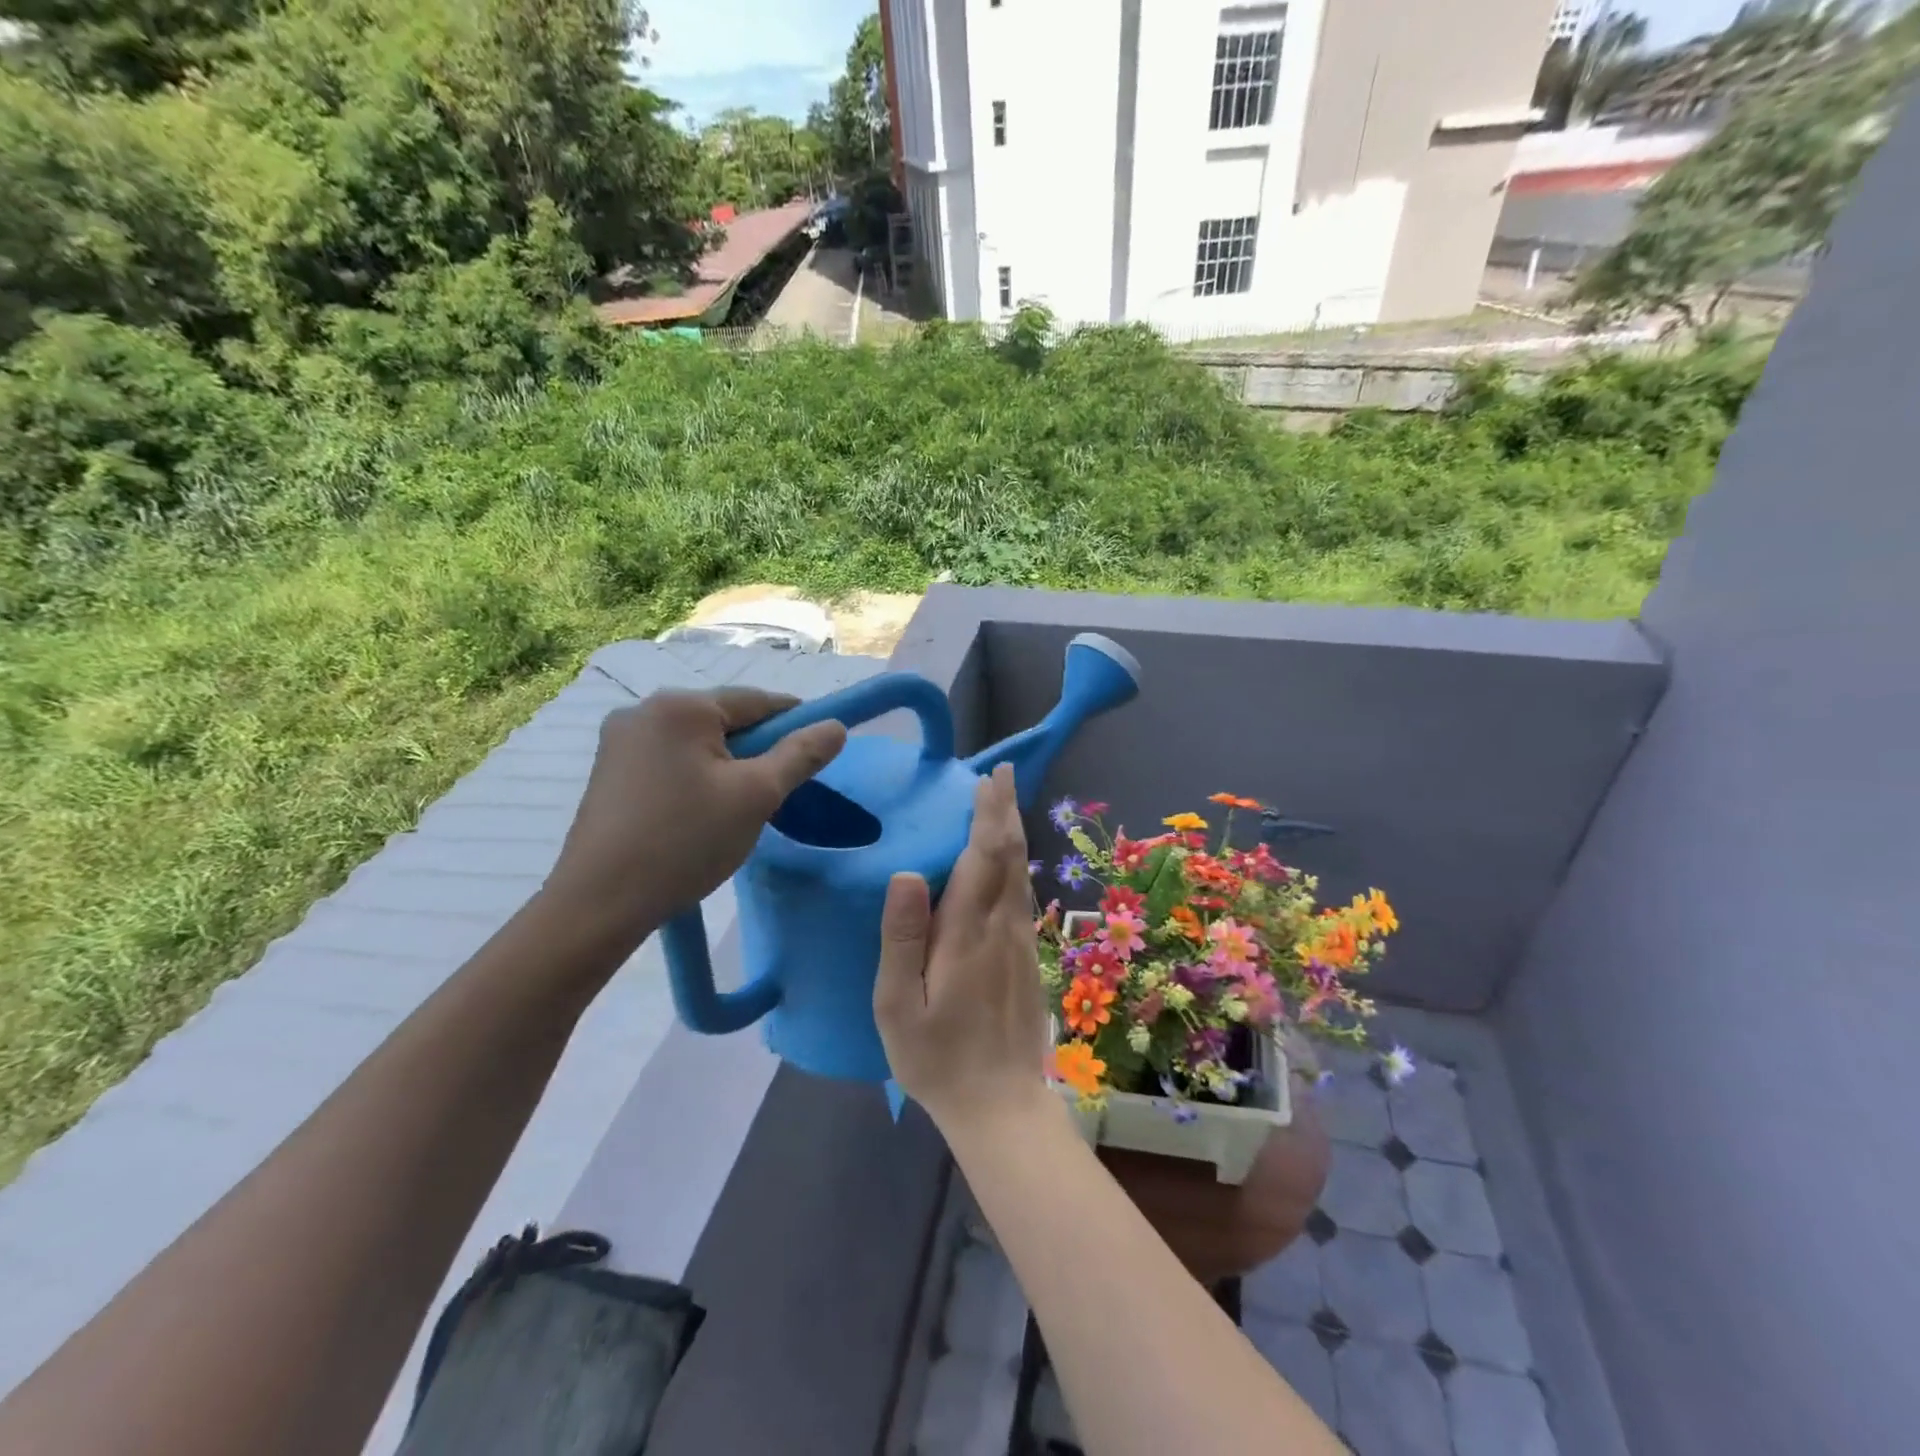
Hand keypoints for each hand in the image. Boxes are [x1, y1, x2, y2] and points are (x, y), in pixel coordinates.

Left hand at [544, 687, 846, 952]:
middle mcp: (644, 710)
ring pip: (697, 742)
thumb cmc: (686, 841)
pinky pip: (670, 759)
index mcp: (681, 706)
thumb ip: (800, 755)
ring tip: (739, 807)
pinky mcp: (608, 771)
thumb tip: (836, 726)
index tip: (818, 748)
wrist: (599, 903)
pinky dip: (695, 776)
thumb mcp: (757, 796)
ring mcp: (619, 740)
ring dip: (726, 764)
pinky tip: (700, 811)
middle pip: (723, 719)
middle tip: (778, 790)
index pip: (756, 701)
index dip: (795, 721)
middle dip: (757, 748)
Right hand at [873, 764, 1052, 1134]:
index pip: (982, 857)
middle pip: (1009, 855)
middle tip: (1000, 773)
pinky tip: (1008, 859)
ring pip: (1021, 872)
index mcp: (967, 932)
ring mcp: (1020, 941)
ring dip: (1013, 832)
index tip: (987, 778)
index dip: (986, 814)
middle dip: (1005, 810)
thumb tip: (907, 873)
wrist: (1001, 1106)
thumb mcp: (898, 1005)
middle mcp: (1002, 926)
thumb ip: (902, 937)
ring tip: (1003, 802)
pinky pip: (1022, 894)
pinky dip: (1016, 862)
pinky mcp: (1028, 957)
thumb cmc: (937, 1058)